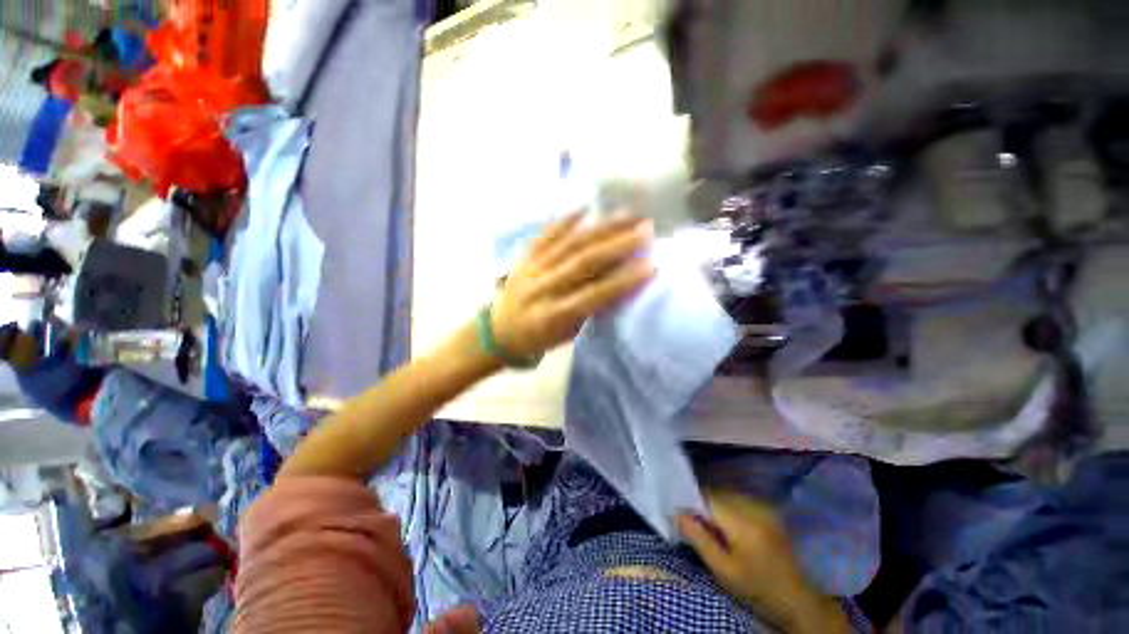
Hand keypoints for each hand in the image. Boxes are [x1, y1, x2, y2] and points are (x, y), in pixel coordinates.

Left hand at [491, 212, 654, 358]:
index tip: (651, 266)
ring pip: (569, 243)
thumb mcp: (566, 333)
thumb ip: (590, 309)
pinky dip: (566, 220)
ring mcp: (530, 269)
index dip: (623, 282)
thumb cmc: (538, 338)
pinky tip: (586, 208)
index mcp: (552, 316)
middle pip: (583, 262)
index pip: (593, 295)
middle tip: (646, 229)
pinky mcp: (524, 257)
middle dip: (617, 245)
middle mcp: (541, 288)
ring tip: (627, 214)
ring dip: (600, 228)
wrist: (498, 332)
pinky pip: (546, 235)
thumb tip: (618, 282)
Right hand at [678, 492, 849, 633]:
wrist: (796, 600)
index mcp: (742, 522)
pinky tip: (728, 526)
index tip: (680, 514)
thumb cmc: (756, 588)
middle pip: (717, 493)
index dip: (691, 502)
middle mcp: (754, 507)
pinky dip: (728, 507)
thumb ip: (699, 539)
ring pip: (727, 494)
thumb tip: (677, 513)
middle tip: (696, 525)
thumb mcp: (723, 570)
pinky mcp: (767, 510)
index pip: (707, 497)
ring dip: (715, 505)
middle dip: (703, 504)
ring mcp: (763, 507)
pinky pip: (739, 500)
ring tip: (712, 528)